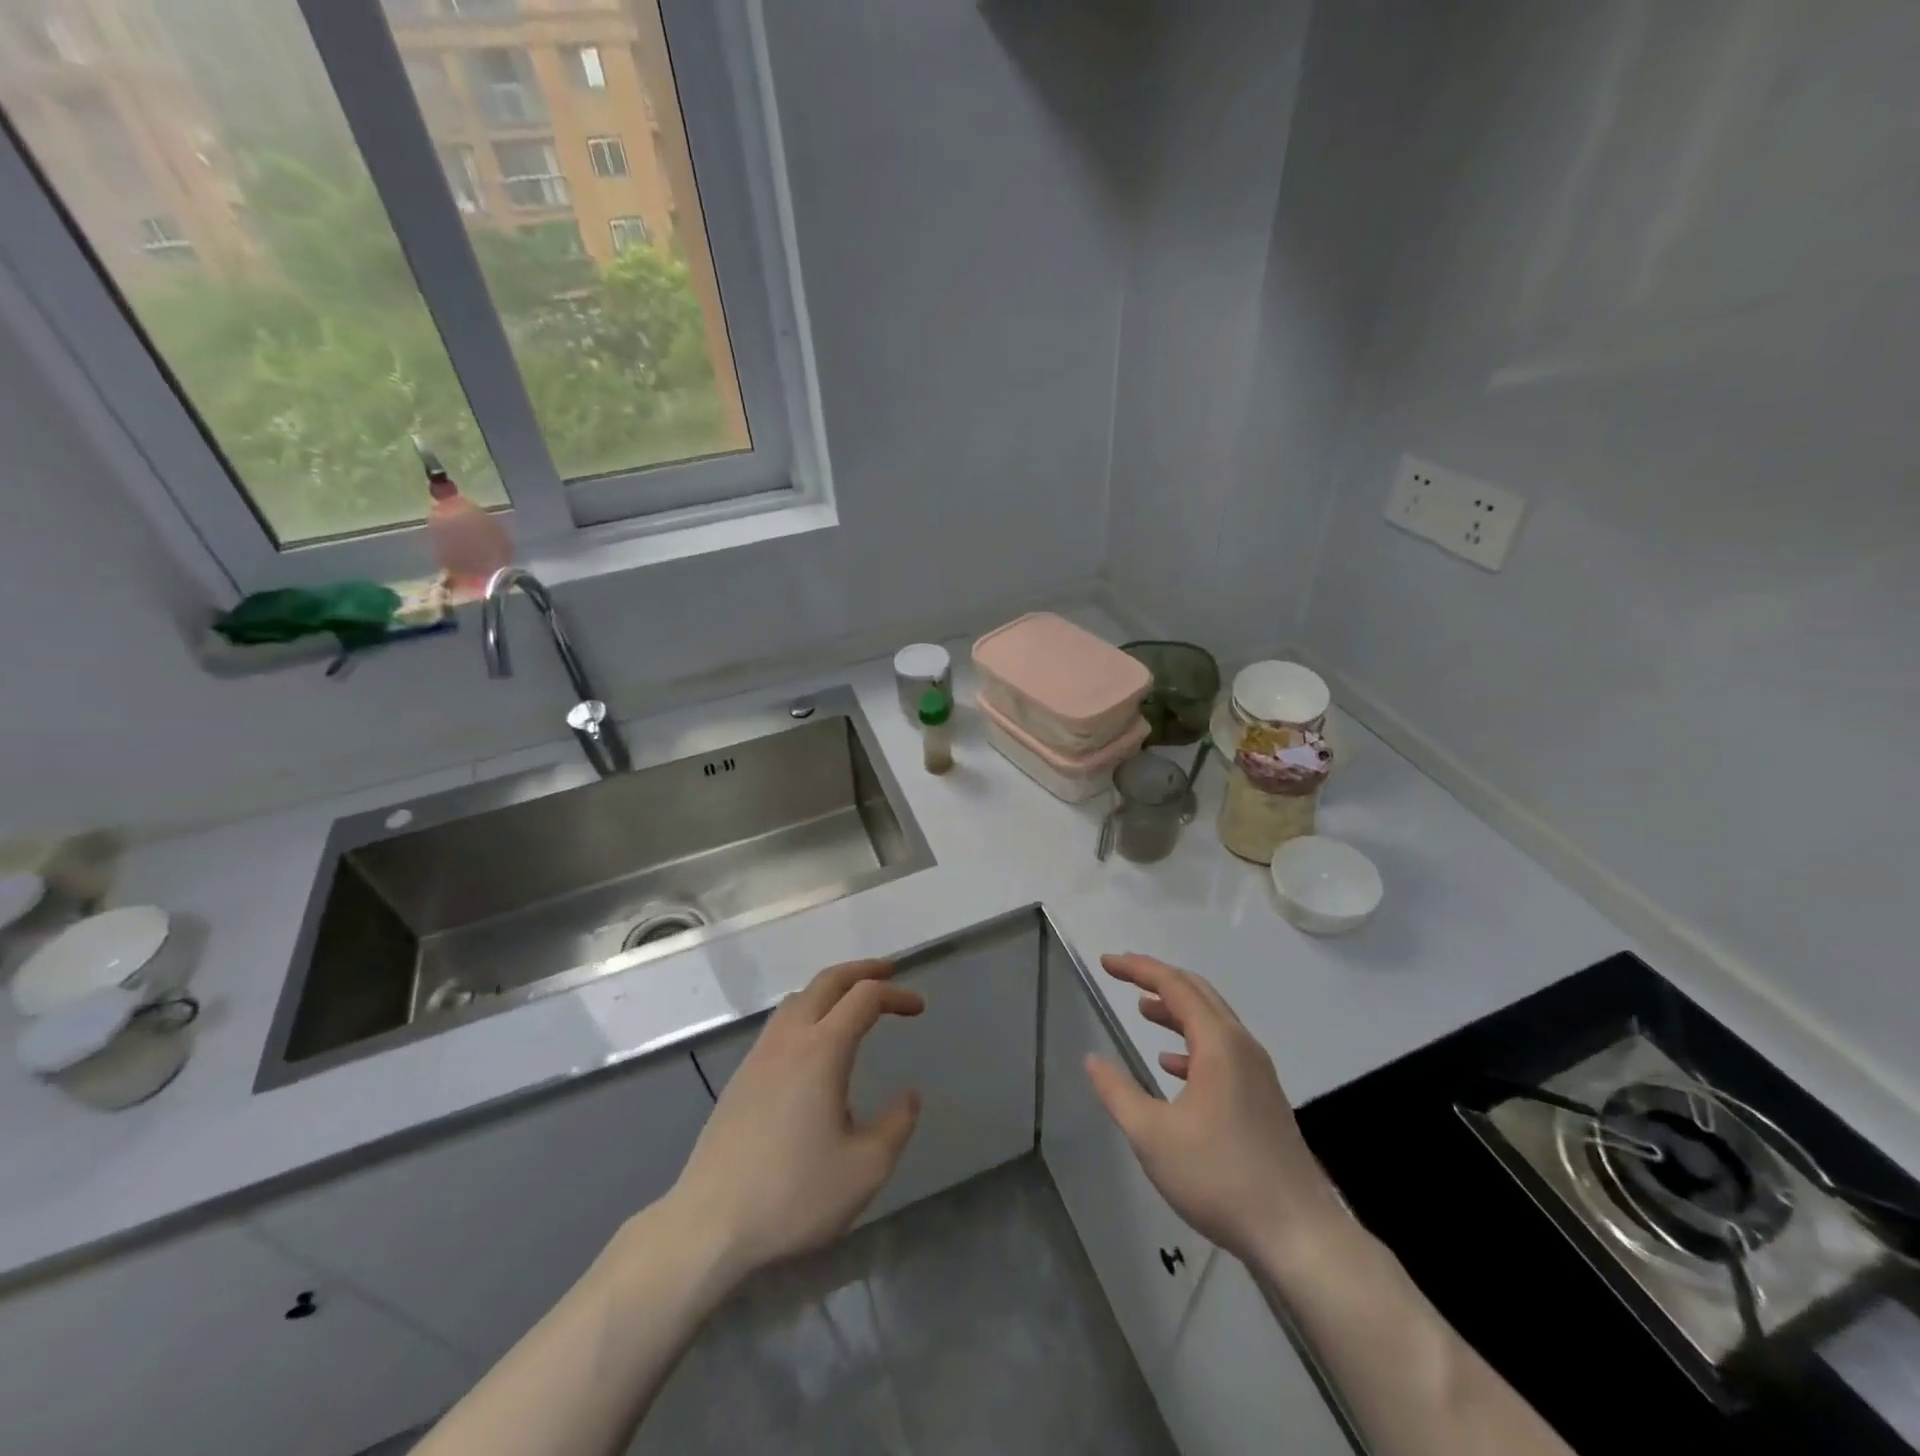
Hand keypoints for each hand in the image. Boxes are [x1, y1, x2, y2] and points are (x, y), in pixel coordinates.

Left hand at [665, 960, 922, 1283]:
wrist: (708, 1226)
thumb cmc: (793, 1195)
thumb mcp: (865, 1169)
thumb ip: (896, 1125)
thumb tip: (909, 1096)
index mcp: (822, 1050)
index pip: (864, 998)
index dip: (896, 994)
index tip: (919, 1009)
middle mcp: (789, 1040)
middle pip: (826, 982)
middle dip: (861, 971)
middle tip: (889, 973)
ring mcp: (759, 1056)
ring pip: (798, 999)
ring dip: (830, 989)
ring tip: (853, 1003)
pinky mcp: (741, 1078)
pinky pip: (780, 1023)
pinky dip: (807, 1011)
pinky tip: (814, 1044)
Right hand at [1083, 954, 1343, 1263]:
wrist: (1299, 1235)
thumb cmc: (1220, 1178)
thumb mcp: (1153, 1136)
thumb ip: (1118, 1092)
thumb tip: (1092, 1060)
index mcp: (1218, 1044)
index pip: (1174, 985)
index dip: (1137, 969)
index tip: (1106, 963)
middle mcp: (1242, 1046)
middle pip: (1198, 993)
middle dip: (1158, 979)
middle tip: (1123, 975)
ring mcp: (1257, 1072)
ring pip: (1212, 1022)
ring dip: (1176, 1010)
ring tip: (1142, 1010)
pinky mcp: (1262, 1096)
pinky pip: (1222, 1050)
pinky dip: (1192, 1042)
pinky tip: (1171, 1063)